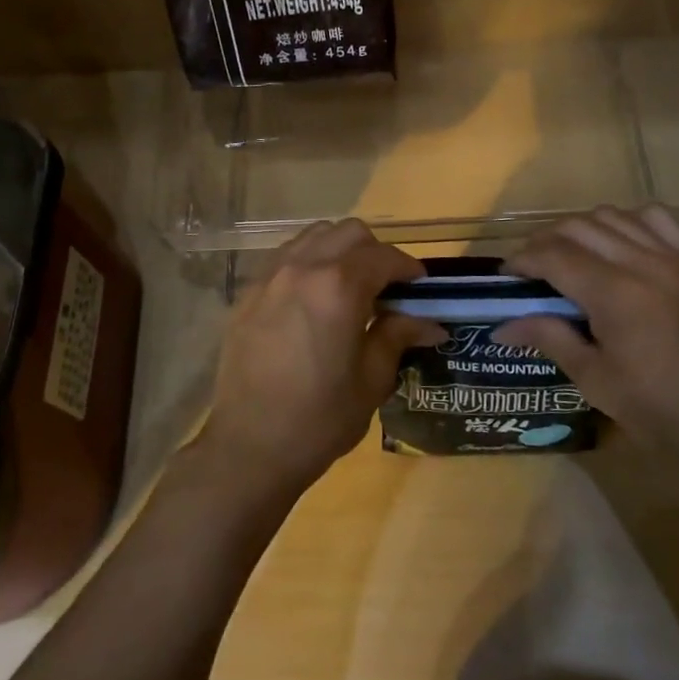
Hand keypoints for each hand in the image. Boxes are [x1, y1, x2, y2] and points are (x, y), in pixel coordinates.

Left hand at [199, 219, 441, 503]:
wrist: (249, 446)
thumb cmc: (319, 419)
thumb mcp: (371, 380)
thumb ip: (397, 337)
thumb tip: (430, 322)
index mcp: (338, 287)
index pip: (384, 257)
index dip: (409, 269)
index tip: (421, 288)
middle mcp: (303, 267)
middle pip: (349, 233)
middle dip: (375, 252)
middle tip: (387, 287)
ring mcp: (270, 275)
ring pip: (314, 236)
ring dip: (340, 250)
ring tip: (350, 286)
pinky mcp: (249, 291)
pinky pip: (286, 256)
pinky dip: (309, 261)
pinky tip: (315, 296)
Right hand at [495, 206, 678, 476]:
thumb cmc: (664, 411)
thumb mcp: (597, 381)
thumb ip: (550, 339)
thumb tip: (502, 326)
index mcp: (614, 294)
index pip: (552, 255)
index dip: (522, 260)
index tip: (506, 276)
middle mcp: (643, 262)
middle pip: (577, 226)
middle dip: (544, 241)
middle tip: (532, 269)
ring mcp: (675, 257)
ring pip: (613, 215)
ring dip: (582, 229)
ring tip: (572, 256)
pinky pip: (657, 218)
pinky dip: (629, 221)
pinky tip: (621, 245)